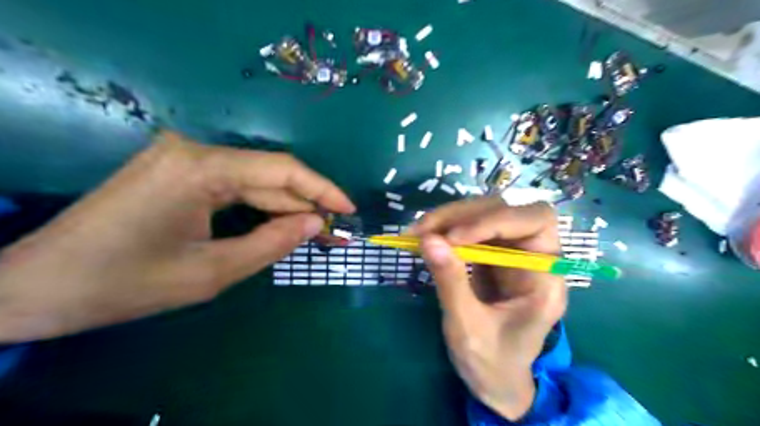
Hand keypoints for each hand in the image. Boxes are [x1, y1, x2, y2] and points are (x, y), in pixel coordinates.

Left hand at [0, 130, 354, 342]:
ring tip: (316, 231)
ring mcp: (182, 158)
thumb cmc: (125, 284)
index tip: (349, 209)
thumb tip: (316, 223)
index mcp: (200, 168)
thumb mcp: (211, 272)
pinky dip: (259, 207)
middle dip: (305, 203)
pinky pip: (233, 186)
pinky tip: (280, 223)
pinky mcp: (176, 170)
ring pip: (253, 181)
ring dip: (284, 207)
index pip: (281, 170)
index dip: (322, 189)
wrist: (37, 287)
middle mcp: (193, 150)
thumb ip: (271, 243)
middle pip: (268, 174)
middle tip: (335, 230)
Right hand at [409, 198, 563, 421]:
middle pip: (506, 210)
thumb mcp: (467, 327)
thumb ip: (450, 281)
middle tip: (423, 230)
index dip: (494, 221)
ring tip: (417, 233)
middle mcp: (534, 257)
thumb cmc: (491, 362)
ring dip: (449, 218)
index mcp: (546, 278)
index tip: (453, 238)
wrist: (495, 380)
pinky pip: (470, 228)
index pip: (535, 222)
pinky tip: (425, 238)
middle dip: (463, 215)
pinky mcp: (493, 255)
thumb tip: (427, 239)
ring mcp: (511, 253)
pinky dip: (446, 229)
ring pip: (485, 213)